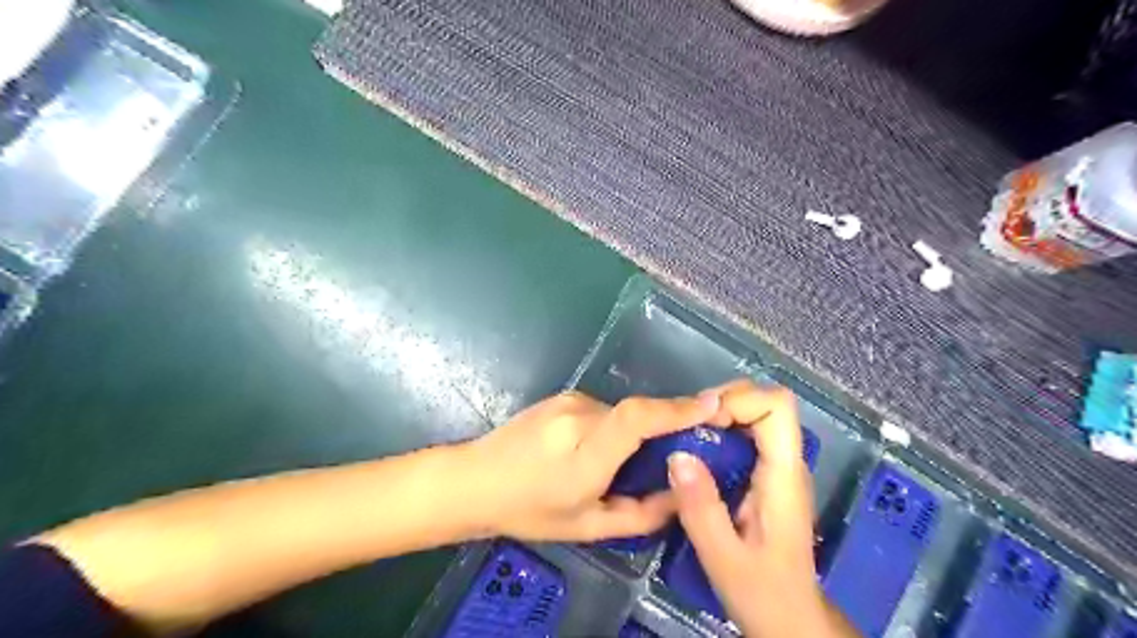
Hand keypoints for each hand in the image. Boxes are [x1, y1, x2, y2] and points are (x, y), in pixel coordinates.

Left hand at [455, 388, 712, 543]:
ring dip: (631, 434)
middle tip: (675, 453)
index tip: (714, 404)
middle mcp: (579, 416)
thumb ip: (640, 514)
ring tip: (618, 464)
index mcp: (585, 452)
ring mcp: (569, 401)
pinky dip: (612, 428)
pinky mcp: (562, 396)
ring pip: (620, 413)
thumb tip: (680, 495)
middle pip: (637, 414)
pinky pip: (602, 410)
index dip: (677, 408)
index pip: (637, 418)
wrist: (475, 479)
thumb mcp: (588, 526)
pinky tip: (592, 451)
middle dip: (663, 428)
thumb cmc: (529, 510)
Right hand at [663, 381, 856, 636]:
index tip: (703, 423)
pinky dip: (719, 433)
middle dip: (723, 403)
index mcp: (784, 476)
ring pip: (754, 415)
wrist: (791, 620)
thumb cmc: (764, 594)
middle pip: (764, 403)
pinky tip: (695, 455)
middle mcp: (786, 463)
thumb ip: (701, 508)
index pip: (777, 406)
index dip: (739, 400)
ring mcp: (778, 468)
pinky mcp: (766, 477)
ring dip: (718, 416)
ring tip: (685, 437)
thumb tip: (677, 455)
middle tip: (687, 427)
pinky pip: (746, 436)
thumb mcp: (723, 558)